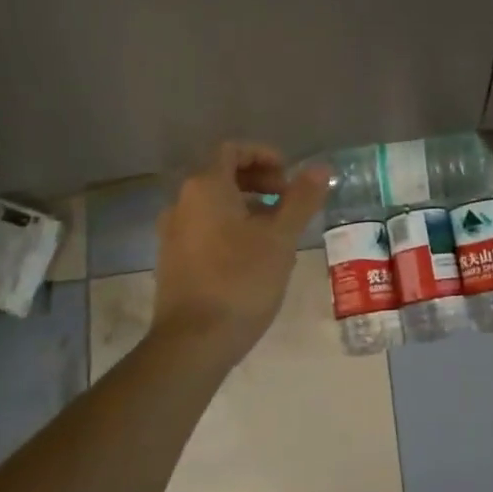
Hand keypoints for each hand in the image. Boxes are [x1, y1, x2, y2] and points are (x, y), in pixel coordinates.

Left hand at [149, 142, 330, 367]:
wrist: (193, 341)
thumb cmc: (241, 280)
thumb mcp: (281, 238)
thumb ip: (301, 199)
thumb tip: (321, 168)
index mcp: (205, 187)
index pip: (232, 150)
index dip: (264, 156)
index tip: (289, 177)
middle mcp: (181, 202)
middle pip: (221, 175)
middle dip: (259, 181)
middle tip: (288, 201)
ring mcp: (172, 232)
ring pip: (214, 204)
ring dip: (247, 206)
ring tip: (277, 231)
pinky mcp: (173, 260)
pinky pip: (204, 227)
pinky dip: (230, 227)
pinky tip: (254, 256)